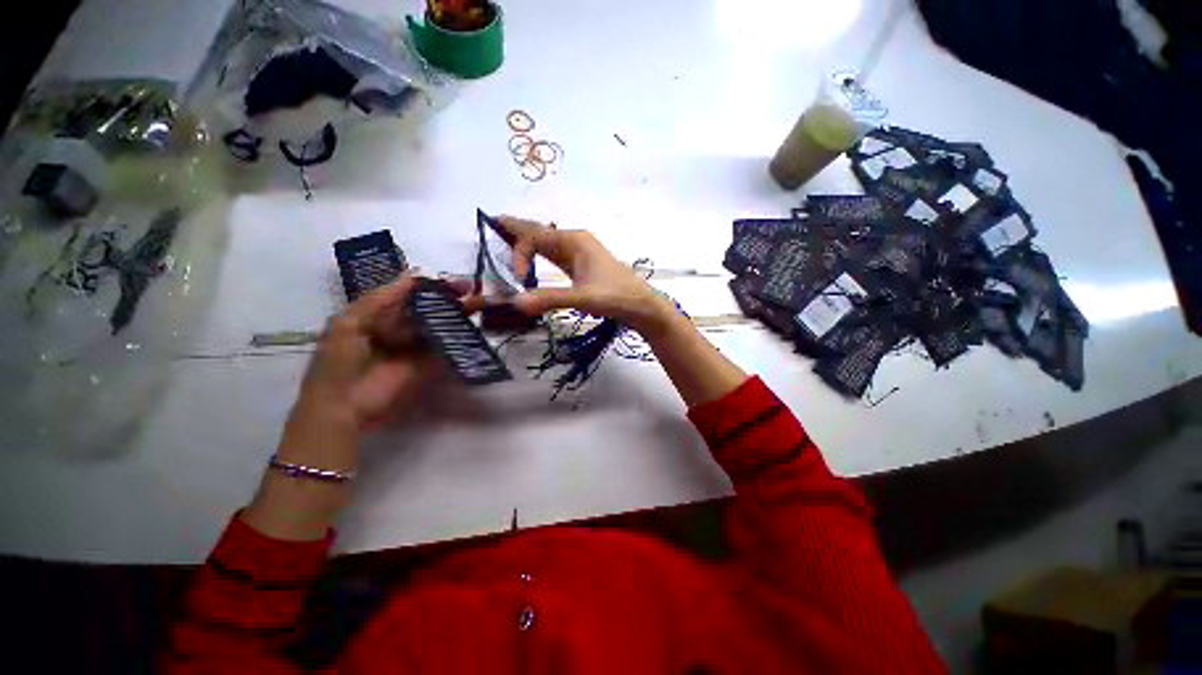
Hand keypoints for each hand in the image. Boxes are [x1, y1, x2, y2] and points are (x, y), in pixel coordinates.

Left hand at [244, 274, 475, 540]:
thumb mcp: (348, 323)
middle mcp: (398, 329)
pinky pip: (445, 347)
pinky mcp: (428, 365)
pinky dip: (459, 336)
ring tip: (479, 304)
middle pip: (429, 309)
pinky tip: (474, 325)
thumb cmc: (338, 363)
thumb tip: (413, 276)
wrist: (342, 409)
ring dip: (458, 315)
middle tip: (472, 290)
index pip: (408, 295)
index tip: (450, 280)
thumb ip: (379, 299)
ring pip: (440, 325)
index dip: (429, 286)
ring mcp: (415, 348)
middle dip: (450, 298)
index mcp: (376, 316)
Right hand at [496, 216, 675, 334]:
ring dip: (526, 241)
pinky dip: (539, 255)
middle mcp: (574, 241)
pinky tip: (533, 258)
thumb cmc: (617, 296)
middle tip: (491, 220)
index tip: (520, 281)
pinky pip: (554, 255)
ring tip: (504, 234)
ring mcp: (579, 254)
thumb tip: (516, 302)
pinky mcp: (581, 267)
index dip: (520, 255)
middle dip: (516, 227)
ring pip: (546, 243)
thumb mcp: (583, 297)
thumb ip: (551, 298)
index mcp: (574, 240)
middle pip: (539, 231)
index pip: (534, 238)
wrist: (642, 306)